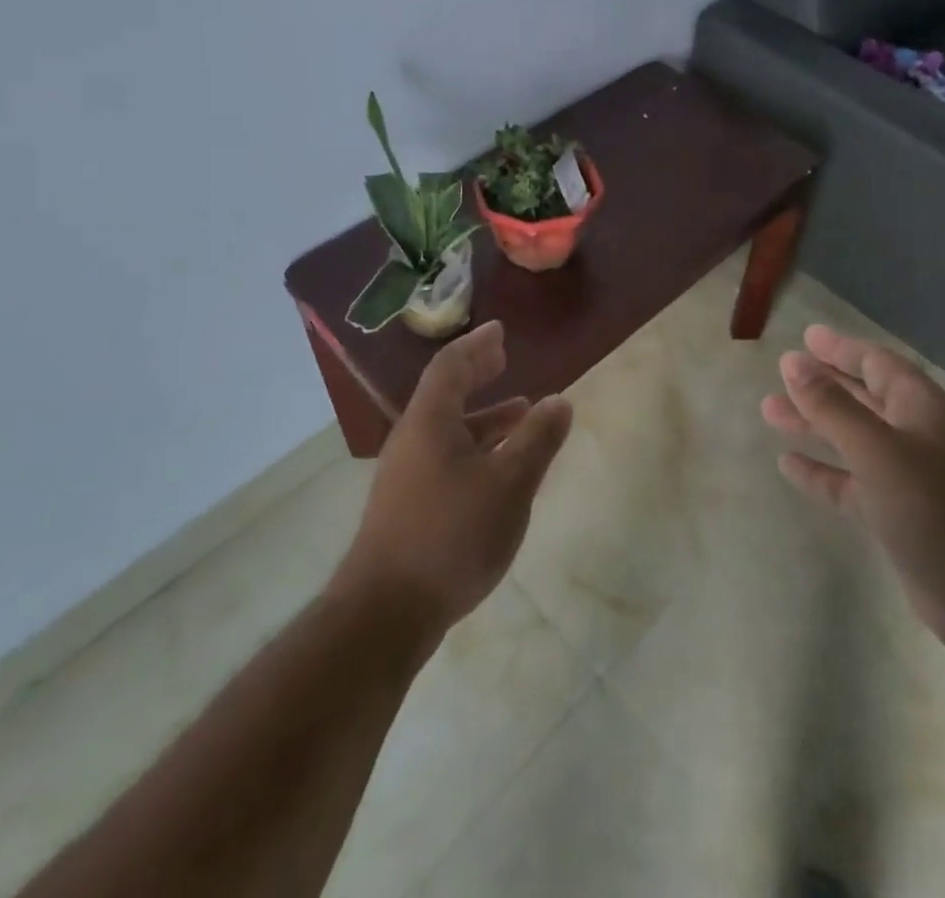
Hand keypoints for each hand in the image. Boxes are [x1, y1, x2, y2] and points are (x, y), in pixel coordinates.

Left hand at [334, 321, 572, 635]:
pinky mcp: (408, 505)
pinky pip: (446, 455)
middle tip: (503, 357)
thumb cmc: (451, 535)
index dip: (477, 344)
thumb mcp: (508, 484)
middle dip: (477, 372)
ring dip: (483, 414)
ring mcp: (406, 474)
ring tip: (521, 410)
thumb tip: (560, 401)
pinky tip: (499, 468)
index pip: (451, 365)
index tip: (500, 330)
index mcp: (430, 421)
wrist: (385, 613)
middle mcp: (412, 439)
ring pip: (448, 428)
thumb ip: (537, 439)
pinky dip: (476, 446)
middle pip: (445, 392)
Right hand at [762, 324, 944, 671]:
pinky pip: (850, 483)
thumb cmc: (939, 509)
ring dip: (814, 424)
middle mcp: (915, 435)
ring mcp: (908, 478)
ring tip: (769, 412)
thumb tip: (793, 363)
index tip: (806, 338)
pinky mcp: (897, 516)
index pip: (877, 363)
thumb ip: (832, 407)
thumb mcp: (878, 451)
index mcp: (921, 408)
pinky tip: (788, 465)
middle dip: (821, 384)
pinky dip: (822, 471)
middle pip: (862, 398)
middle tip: (780, 373)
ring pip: (851, 439)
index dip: (841, 349)